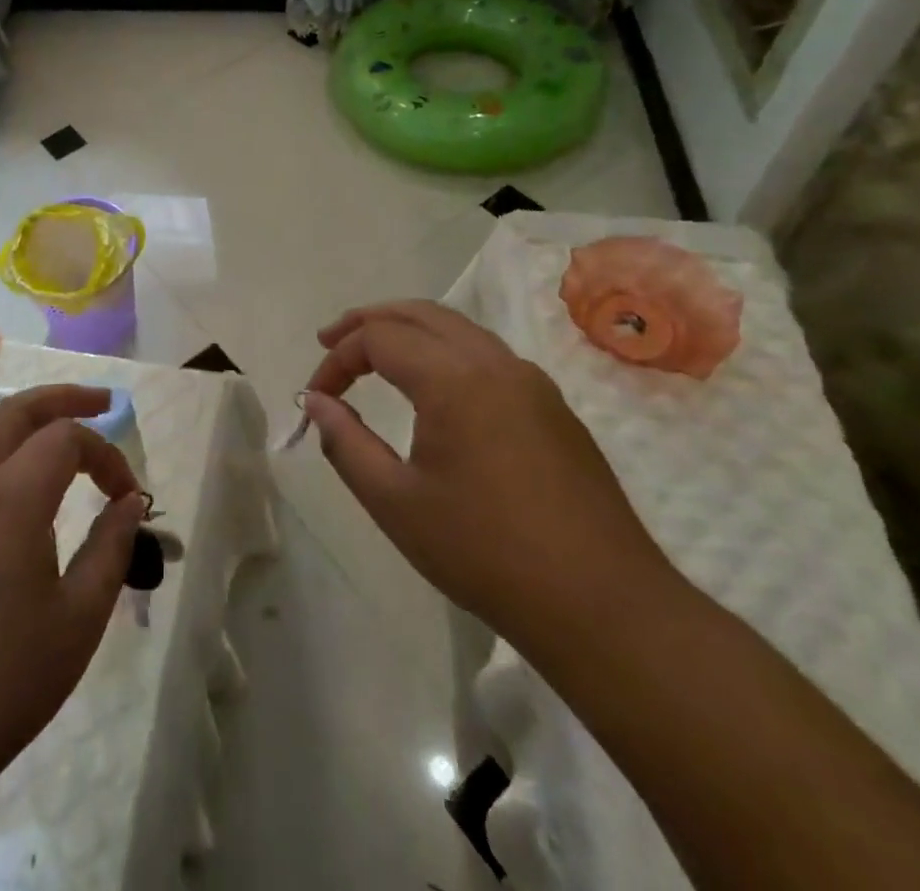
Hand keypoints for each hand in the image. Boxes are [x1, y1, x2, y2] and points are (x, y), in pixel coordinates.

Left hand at [0, 385, 145, 801]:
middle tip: (101, 402)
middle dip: (62, 398)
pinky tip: (10, 495)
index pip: (67, 438)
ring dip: (23, 424)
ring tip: (58, 437)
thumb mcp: (78, 620)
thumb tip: (129, 502)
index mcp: (9, 497)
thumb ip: (110, 548)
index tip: (129, 496)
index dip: (107, 455)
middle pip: (15, 412)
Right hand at [301, 300, 671, 649]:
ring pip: (457, 328)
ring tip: (374, 355)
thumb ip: (345, 443)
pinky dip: (444, 351)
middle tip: (330, 342)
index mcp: (454, 379)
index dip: (338, 359)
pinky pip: (486, 355)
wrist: (603, 607)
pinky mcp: (553, 407)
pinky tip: (433, 388)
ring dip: (409, 331)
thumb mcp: (395, 503)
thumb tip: (316, 402)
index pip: (378, 338)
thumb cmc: (486, 554)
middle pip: (420, 313)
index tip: (316, 397)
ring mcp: (531, 382)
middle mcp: (494, 363)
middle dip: (369, 321)